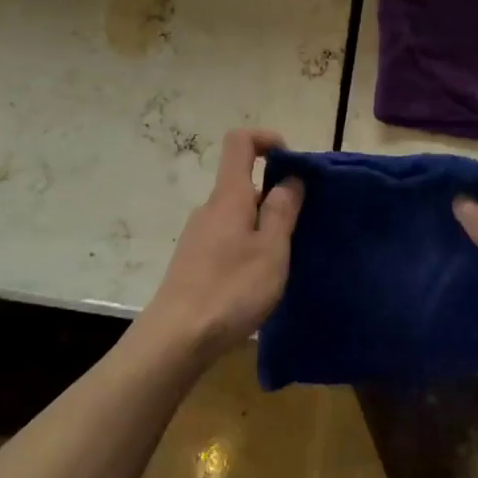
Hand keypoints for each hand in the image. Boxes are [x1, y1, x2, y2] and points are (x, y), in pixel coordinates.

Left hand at [141, 128, 302, 364]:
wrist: (176, 338)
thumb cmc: (231, 289)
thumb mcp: (271, 250)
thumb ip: (283, 210)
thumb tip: (290, 178)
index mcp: (229, 195)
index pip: (240, 141)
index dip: (266, 139)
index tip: (292, 162)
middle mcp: (210, 207)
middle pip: (243, 181)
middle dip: (275, 193)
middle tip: (301, 226)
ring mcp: (198, 234)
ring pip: (237, 213)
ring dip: (263, 224)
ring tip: (283, 260)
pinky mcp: (193, 260)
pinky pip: (227, 236)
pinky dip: (247, 244)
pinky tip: (257, 280)